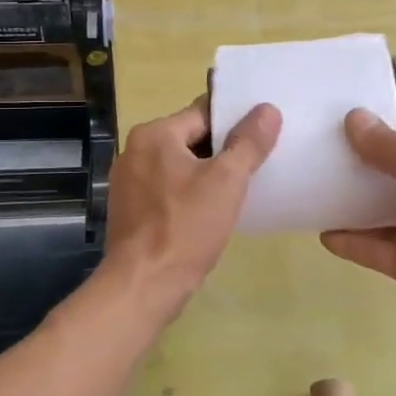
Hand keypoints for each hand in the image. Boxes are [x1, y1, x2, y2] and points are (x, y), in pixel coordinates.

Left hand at [102, 99, 281, 312]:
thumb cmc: (186, 227)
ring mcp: (128, 181)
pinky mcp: (130, 209)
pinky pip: (167, 189)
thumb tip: (267, 109)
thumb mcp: (226, 181)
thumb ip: (248, 142)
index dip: (235, 122)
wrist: (143, 285)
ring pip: (179, 165)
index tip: (262, 134)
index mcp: (154, 134)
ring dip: (206, 173)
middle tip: (258, 163)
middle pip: (190, 138)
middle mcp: (135, 150)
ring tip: (239, 187)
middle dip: (222, 150)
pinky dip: (189, 193)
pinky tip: (211, 211)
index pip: (203, 113)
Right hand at [321, 111, 395, 360]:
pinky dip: (352, 241)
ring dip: (356, 198)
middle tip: (327, 148)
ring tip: (317, 184)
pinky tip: (323, 233)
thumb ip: (392, 149)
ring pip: (385, 206)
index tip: (361, 120)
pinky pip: (375, 246)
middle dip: (369, 157)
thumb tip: (354, 118)